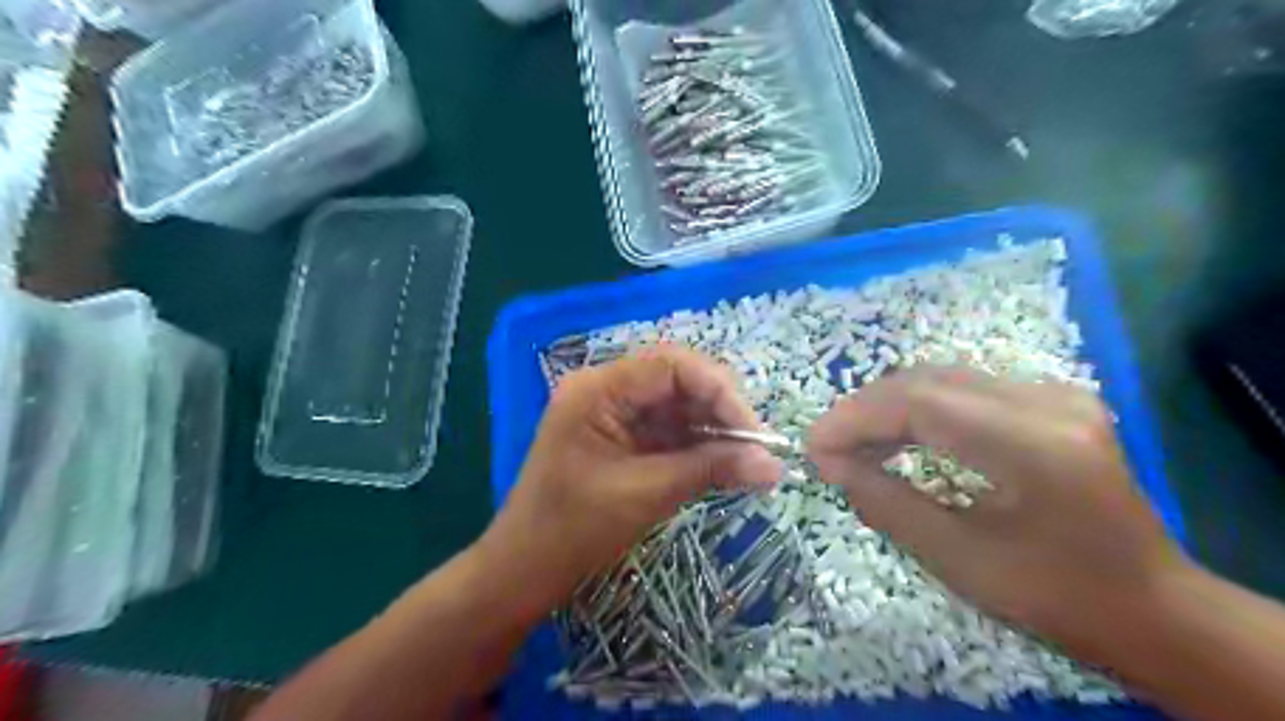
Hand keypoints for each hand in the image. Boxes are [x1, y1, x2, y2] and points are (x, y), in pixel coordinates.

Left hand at [480, 344, 783, 617]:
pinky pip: (668, 428)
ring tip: (748, 459)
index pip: (671, 365)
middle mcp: (605, 389)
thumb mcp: (646, 494)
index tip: (754, 431)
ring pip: (677, 405)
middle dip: (720, 409)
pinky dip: (698, 444)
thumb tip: (775, 466)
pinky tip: (724, 463)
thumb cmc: (573, 530)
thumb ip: (711, 470)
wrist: (524, 569)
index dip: (719, 390)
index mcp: (598, 389)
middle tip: (756, 446)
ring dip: (713, 429)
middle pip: (677, 380)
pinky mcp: (622, 435)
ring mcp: (613, 412)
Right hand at [806, 368, 1187, 650]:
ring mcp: (1055, 394)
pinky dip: (918, 409)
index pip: (920, 403)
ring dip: (888, 407)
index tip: (814, 447)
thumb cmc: (1057, 597)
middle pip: (927, 380)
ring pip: (942, 378)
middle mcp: (1048, 401)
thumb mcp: (959, 560)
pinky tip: (897, 437)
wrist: (1154, 606)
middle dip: (865, 410)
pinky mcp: (1051, 399)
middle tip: (828, 447)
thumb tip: (829, 464)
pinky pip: (964, 389)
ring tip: (854, 445)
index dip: (855, 418)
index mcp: (1034, 445)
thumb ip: (885, 503)